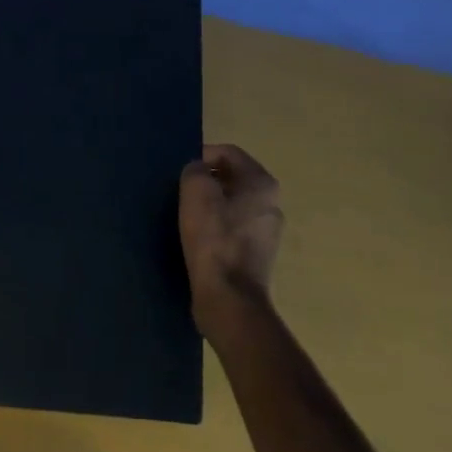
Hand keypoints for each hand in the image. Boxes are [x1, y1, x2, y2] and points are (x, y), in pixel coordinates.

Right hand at [179, 144, 283, 334]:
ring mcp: (267, 231)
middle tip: (180, 191)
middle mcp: (271, 203)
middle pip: (232, 178)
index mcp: (262, 183)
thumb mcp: (196, 193)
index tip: (180, 171)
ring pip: (232, 204)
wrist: (229, 299)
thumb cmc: (214, 239)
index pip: (229, 153)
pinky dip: (215, 227)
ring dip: (210, 205)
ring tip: (185, 214)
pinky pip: (233, 229)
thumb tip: (198, 171)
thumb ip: (195, 170)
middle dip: (206, 180)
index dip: (202, 155)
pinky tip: (197, 238)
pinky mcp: (257, 255)